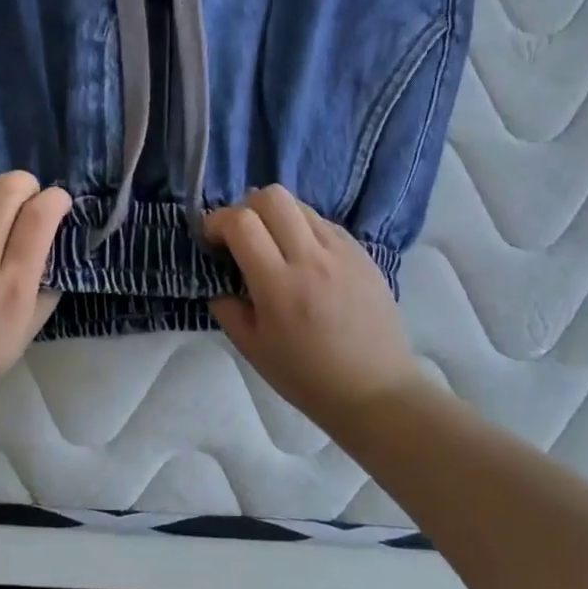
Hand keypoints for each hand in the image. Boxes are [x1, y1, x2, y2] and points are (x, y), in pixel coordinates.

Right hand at [206, 185, 427, 427]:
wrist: (376, 391)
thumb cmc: (307, 377)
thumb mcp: (252, 348)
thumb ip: (227, 307)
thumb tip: (219, 278)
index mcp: (279, 285)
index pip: (241, 222)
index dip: (216, 221)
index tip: (211, 240)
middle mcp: (312, 258)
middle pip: (272, 196)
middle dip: (246, 208)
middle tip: (241, 236)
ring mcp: (342, 252)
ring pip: (300, 205)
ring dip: (276, 216)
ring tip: (273, 246)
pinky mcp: (363, 253)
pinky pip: (324, 223)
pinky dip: (303, 229)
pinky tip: (304, 259)